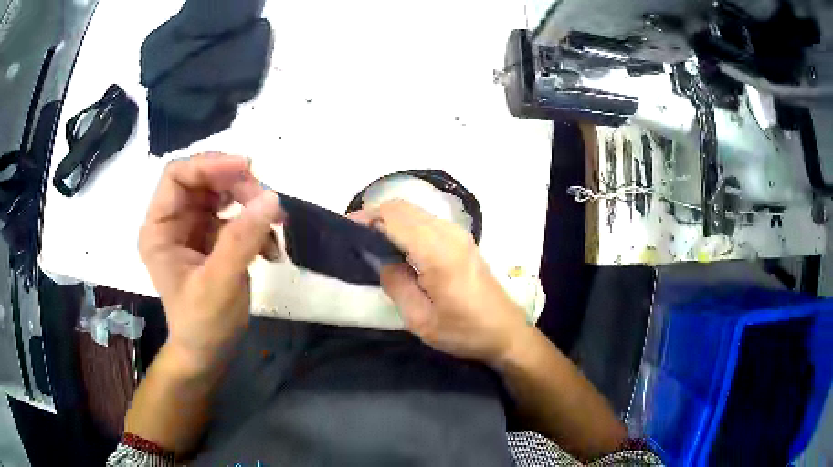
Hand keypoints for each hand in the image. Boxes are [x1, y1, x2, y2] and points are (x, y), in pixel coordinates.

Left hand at [138, 153, 281, 373]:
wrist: (209, 352)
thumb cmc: (203, 323)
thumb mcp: (219, 283)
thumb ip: (241, 239)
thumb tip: (271, 197)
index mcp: (160, 228)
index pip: (178, 176)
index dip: (210, 164)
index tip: (248, 168)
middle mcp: (174, 221)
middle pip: (205, 180)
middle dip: (238, 186)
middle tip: (269, 204)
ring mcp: (194, 228)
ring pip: (224, 193)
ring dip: (252, 204)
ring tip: (276, 226)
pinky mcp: (213, 238)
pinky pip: (237, 215)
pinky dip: (257, 225)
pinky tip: (270, 249)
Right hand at [354, 200, 528, 364]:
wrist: (506, 332)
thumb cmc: (464, 331)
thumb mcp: (421, 319)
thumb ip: (395, 284)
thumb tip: (379, 258)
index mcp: (437, 252)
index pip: (393, 218)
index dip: (365, 218)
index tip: (344, 230)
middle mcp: (448, 233)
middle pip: (403, 207)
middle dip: (374, 215)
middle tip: (353, 236)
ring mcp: (458, 233)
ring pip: (414, 210)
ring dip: (389, 218)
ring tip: (370, 240)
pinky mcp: (462, 239)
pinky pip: (426, 220)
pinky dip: (405, 224)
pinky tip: (396, 244)